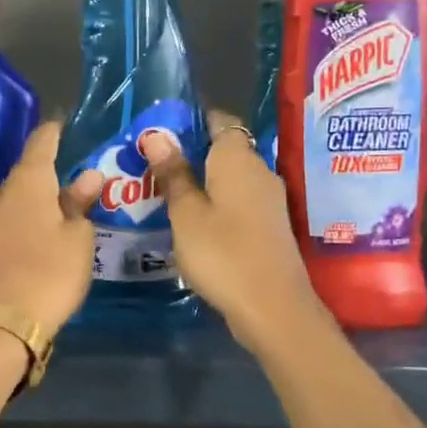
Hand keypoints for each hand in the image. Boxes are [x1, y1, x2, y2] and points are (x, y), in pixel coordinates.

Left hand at [0, 121, 104, 334]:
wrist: (3, 322)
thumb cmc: (50, 272)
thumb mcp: (78, 238)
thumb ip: (81, 204)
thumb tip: (87, 176)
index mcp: (28, 182)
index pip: (42, 141)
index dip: (57, 130)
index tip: (71, 125)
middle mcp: (3, 193)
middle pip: (28, 169)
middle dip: (51, 166)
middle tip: (79, 169)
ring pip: (18, 195)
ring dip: (39, 194)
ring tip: (65, 199)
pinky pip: (11, 217)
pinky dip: (29, 216)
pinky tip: (44, 226)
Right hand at [140, 110, 330, 354]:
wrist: (273, 307)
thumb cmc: (222, 254)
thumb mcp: (186, 214)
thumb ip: (173, 174)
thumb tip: (157, 135)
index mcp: (237, 158)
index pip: (219, 120)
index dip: (192, 121)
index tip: (162, 132)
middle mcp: (259, 170)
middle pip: (224, 150)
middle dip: (192, 154)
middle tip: (153, 166)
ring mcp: (269, 199)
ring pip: (231, 178)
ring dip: (203, 182)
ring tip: (166, 193)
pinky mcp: (271, 225)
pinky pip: (239, 201)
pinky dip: (217, 204)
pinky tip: (194, 221)